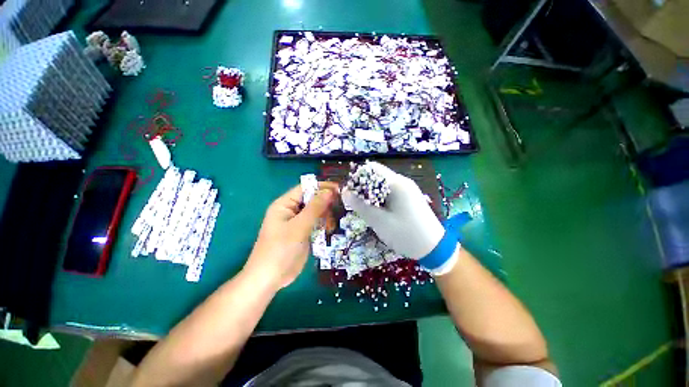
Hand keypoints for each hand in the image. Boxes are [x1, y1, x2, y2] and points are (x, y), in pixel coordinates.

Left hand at [245, 182, 339, 288]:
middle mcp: (291, 210)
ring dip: (326, 215)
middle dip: (325, 203)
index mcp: (285, 204)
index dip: (321, 187)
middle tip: (339, 208)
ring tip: (331, 224)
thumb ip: (315, 208)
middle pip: (312, 199)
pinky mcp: (303, 232)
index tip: (339, 189)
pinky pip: (316, 223)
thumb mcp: (299, 226)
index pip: (305, 188)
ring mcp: (297, 222)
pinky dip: (324, 224)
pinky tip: (329, 230)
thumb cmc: (281, 249)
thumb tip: (329, 191)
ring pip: (316, 212)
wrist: (270, 278)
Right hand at [341, 162, 443, 259]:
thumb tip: (345, 192)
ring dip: (372, 195)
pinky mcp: (409, 198)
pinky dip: (380, 199)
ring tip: (368, 211)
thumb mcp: (379, 221)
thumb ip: (361, 206)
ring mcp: (408, 189)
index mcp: (397, 183)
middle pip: (377, 176)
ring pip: (382, 185)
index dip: (358, 178)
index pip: (372, 169)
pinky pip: (390, 192)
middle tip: (358, 205)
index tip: (351, 194)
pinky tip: (380, 212)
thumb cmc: (406, 234)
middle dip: (364, 188)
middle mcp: (403, 182)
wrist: (435, 248)